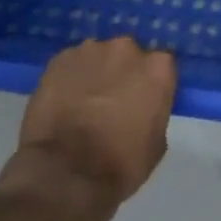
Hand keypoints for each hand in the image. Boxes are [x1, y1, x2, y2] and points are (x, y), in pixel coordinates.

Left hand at [9, 37, 177, 215]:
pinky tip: (63, 101)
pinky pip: (71, 65)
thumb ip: (154, 111)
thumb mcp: (157, 142)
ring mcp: (90, 50)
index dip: (151, 83)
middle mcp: (126, 49)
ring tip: (84, 101)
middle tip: (114, 100)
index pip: (162, 66)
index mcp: (158, 68)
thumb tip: (142, 108)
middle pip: (128, 55)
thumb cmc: (121, 162)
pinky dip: (70, 78)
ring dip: (96, 73)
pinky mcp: (58, 60)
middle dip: (123, 73)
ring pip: (98, 57)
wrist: (66, 171)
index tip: (144, 100)